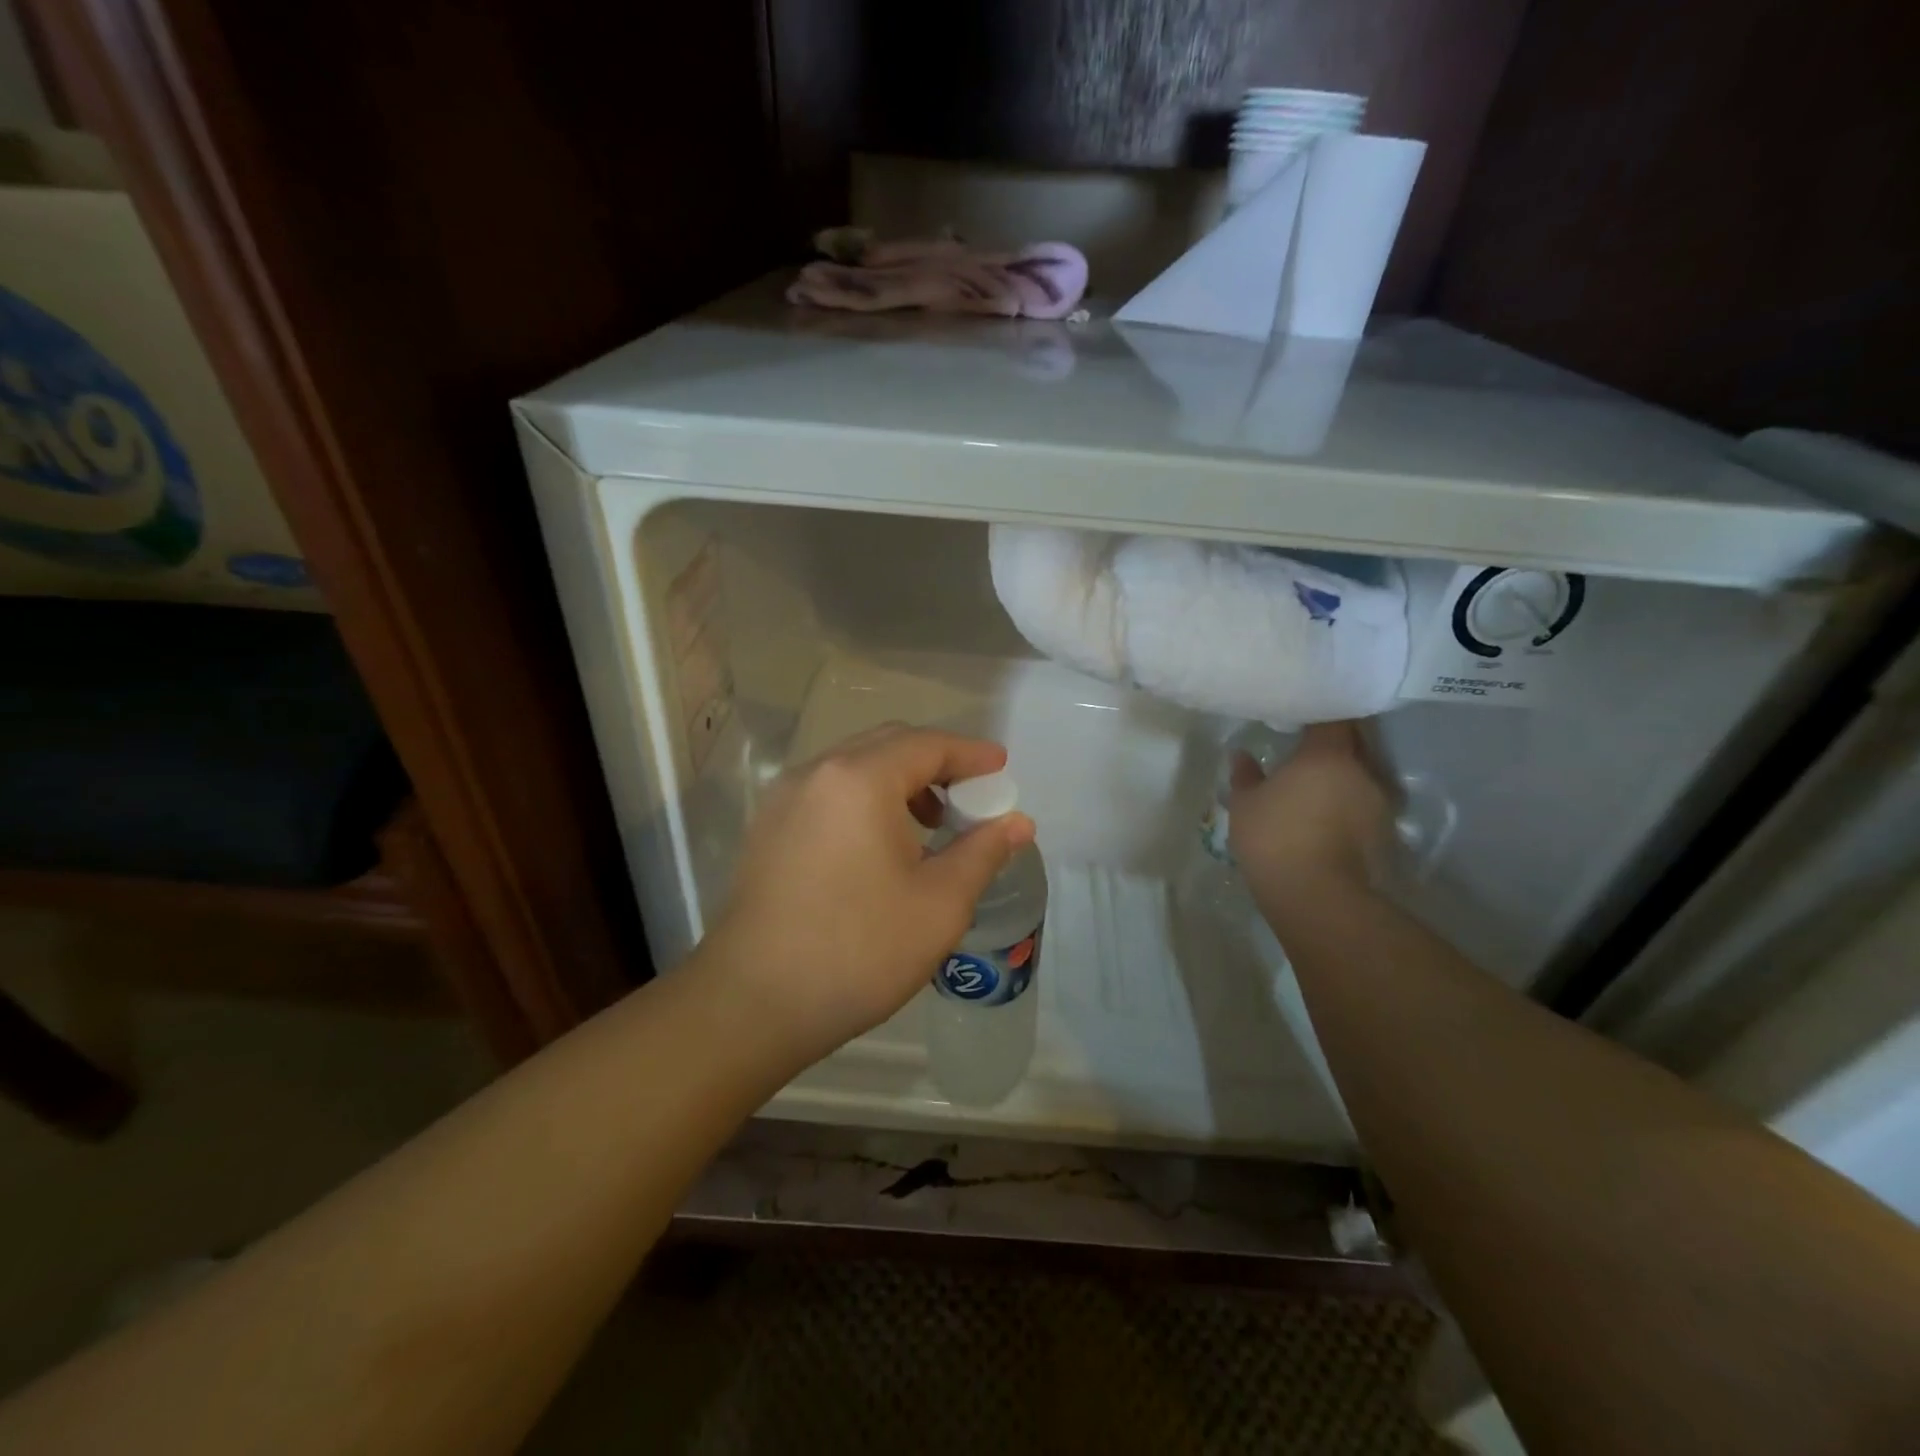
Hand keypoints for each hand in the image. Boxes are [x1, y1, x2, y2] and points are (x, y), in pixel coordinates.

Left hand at [702, 724, 1036, 1068]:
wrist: (753, 1003)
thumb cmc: (859, 950)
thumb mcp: (939, 904)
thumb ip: (982, 852)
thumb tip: (1018, 822)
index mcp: (860, 779)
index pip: (928, 745)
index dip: (971, 754)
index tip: (1002, 768)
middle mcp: (817, 773)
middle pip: (888, 745)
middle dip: (936, 763)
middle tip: (972, 796)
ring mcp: (784, 799)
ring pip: (854, 767)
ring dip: (899, 781)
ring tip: (930, 824)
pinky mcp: (767, 828)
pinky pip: (828, 792)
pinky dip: (865, 799)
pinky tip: (880, 845)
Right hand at [1229, 720, 1390, 910]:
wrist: (1314, 895)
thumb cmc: (1274, 837)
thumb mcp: (1245, 804)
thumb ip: (1245, 775)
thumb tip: (1240, 755)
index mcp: (1328, 754)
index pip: (1334, 718)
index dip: (1320, 714)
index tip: (1302, 716)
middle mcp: (1362, 771)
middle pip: (1354, 743)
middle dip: (1334, 742)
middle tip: (1307, 746)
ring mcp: (1378, 804)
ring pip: (1362, 775)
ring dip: (1343, 775)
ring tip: (1316, 783)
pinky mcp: (1383, 833)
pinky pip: (1364, 804)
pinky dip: (1348, 803)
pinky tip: (1327, 813)